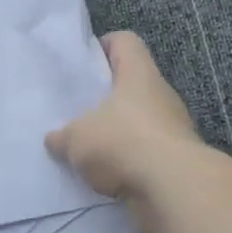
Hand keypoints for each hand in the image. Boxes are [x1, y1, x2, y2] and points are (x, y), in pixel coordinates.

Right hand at [46, 31, 202, 232]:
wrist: (175, 191)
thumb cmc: (124, 143)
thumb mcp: (76, 138)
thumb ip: (62, 136)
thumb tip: (55, 139)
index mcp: (139, 74)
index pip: (124, 42)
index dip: (103, 46)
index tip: (83, 64)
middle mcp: (160, 95)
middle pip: (130, 84)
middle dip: (104, 98)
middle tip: (76, 111)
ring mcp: (173, 128)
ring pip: (138, 121)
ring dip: (116, 134)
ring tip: (87, 149)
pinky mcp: (176, 161)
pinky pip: (145, 154)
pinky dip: (127, 163)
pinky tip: (104, 176)